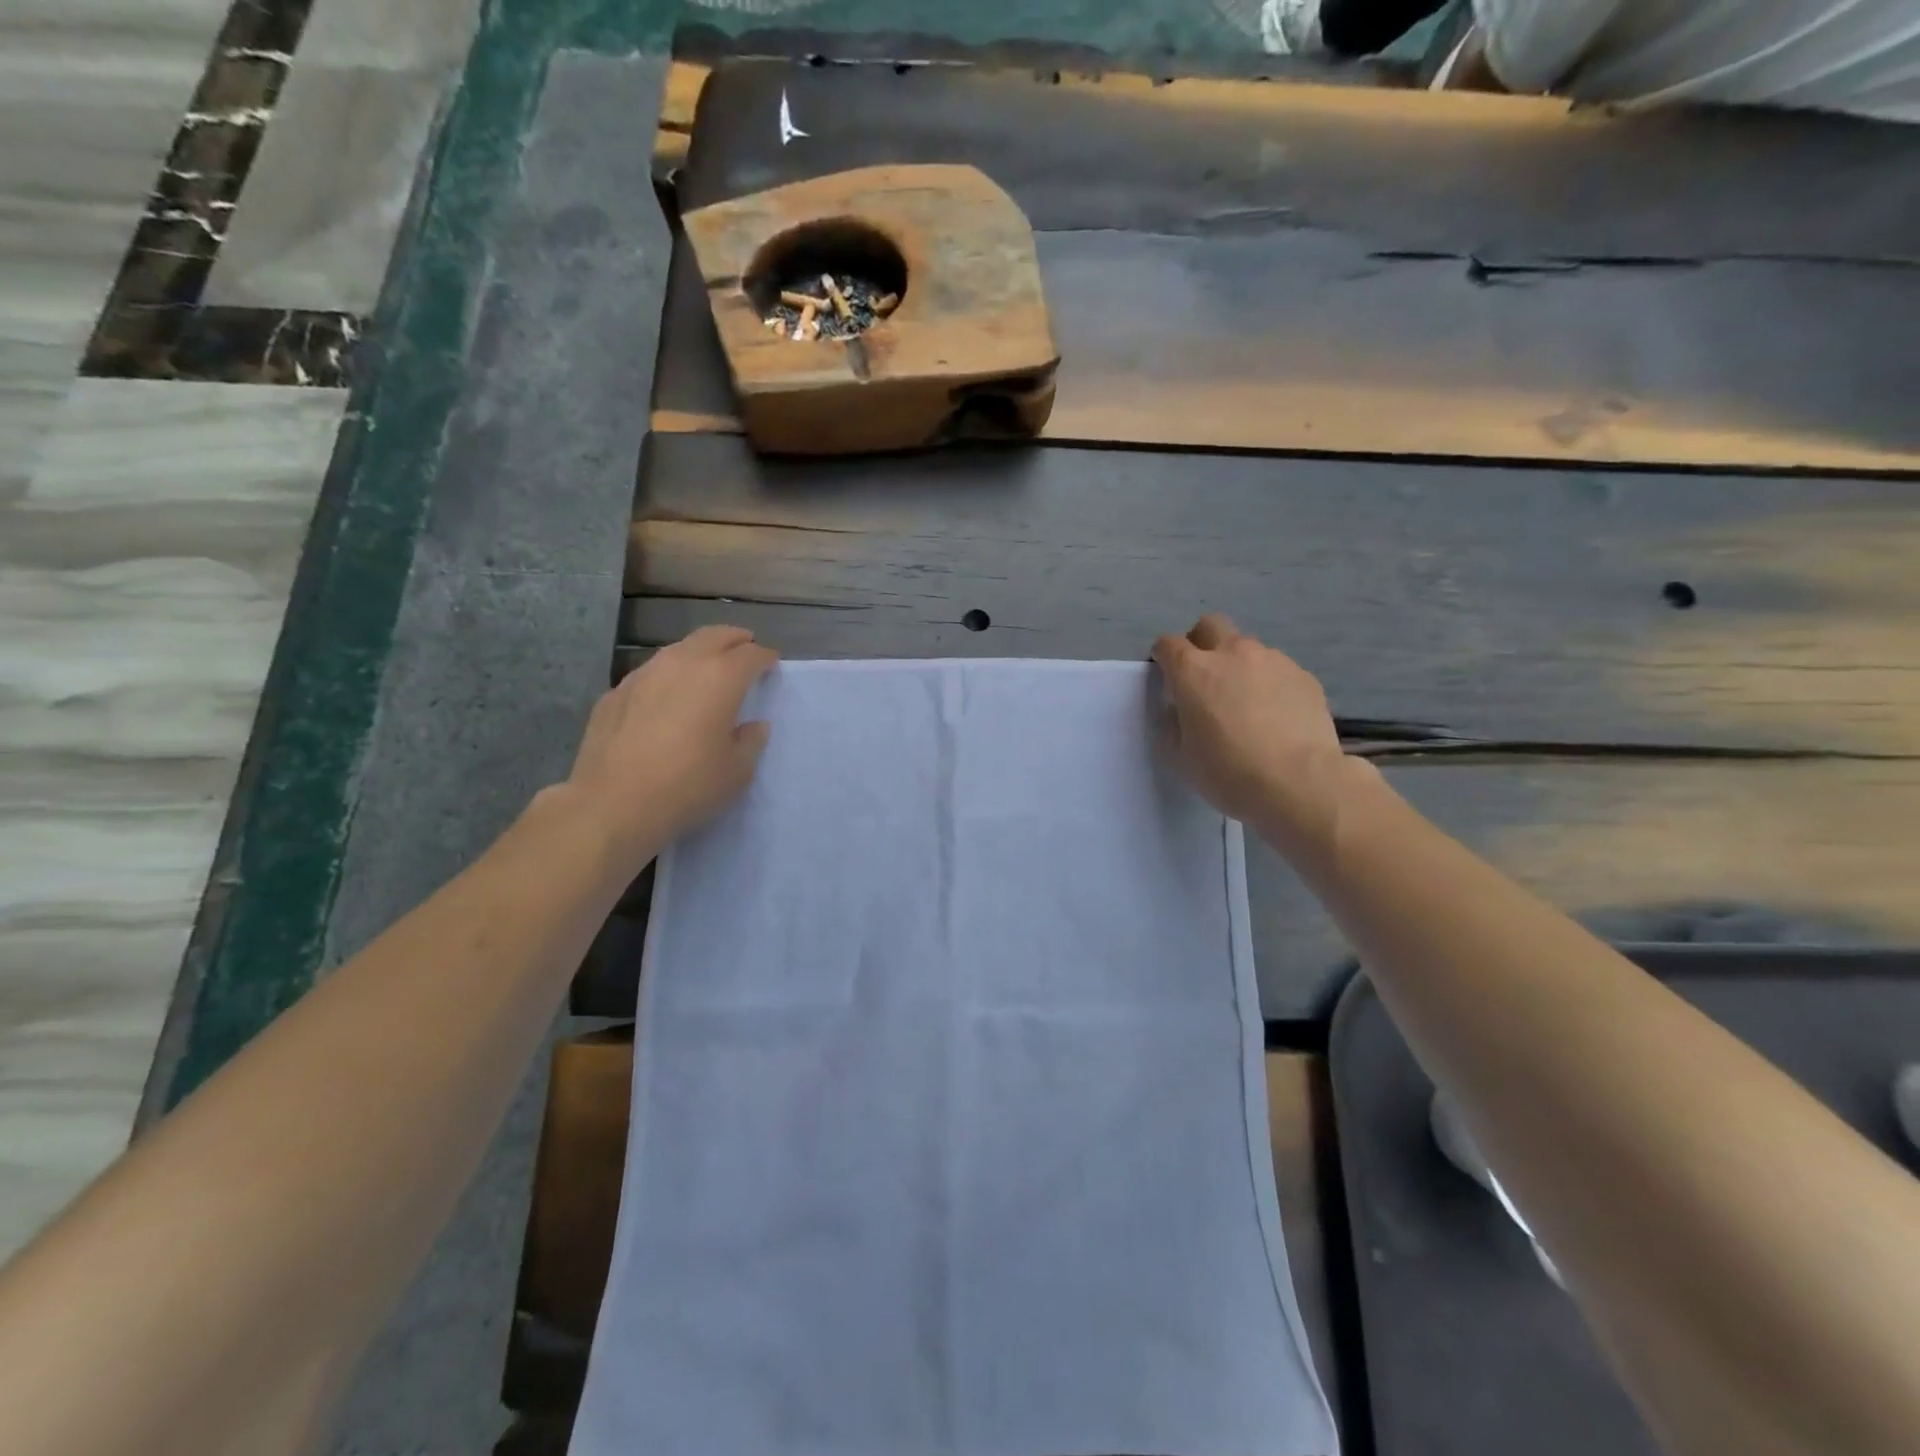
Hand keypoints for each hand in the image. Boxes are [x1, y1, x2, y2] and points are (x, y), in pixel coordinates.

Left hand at [563, 625, 777, 863]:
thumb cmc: (688, 786)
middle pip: (713, 636)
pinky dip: (667, 677)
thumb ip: (750, 742)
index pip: (751, 654)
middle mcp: (683, 664)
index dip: (765, 657)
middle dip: (733, 639)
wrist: (613, 803)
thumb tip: (754, 726)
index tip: (771, 664)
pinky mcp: (616, 692)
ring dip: (698, 654)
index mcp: (721, 678)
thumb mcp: (737, 771)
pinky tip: (666, 698)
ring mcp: (644, 674)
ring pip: (678, 649)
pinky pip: (651, 673)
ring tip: (706, 670)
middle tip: (744, 649)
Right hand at [1152, 614, 1357, 850]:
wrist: (1299, 784)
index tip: (1166, 677)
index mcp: (1193, 671)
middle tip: (1203, 678)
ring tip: (1247, 704)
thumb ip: (1173, 722)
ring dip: (1239, 666)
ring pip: (1247, 648)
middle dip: (1201, 643)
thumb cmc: (1228, 772)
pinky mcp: (1303, 675)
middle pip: (1210, 625)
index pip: (1168, 644)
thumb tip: (1180, 709)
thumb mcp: (1180, 755)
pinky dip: (1269, 684)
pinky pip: (1277, 670)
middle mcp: (1232, 653)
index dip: (1163, 658)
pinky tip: (1275, 716)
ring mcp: (1272, 660)